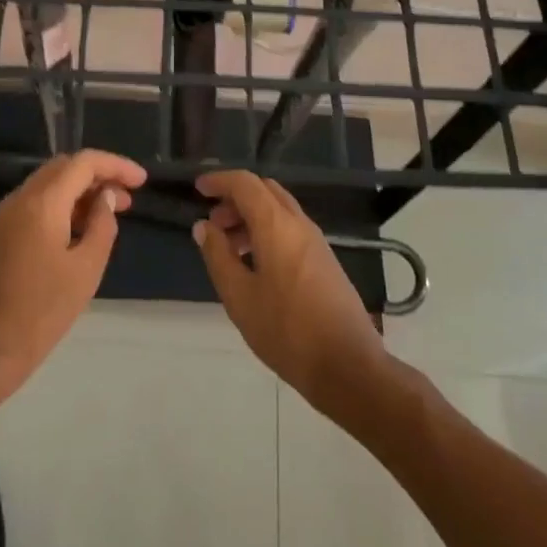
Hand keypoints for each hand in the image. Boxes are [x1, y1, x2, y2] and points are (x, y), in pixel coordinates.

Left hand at [0, 150, 147, 405]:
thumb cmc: (38, 314)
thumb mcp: (85, 271)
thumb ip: (102, 227)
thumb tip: (105, 199)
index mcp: (42, 202)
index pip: (84, 162)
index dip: (116, 165)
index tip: (142, 181)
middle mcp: (20, 199)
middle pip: (64, 168)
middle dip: (98, 176)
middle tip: (127, 199)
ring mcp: (4, 217)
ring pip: (48, 186)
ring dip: (80, 192)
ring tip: (108, 216)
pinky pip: (35, 206)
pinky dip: (62, 207)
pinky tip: (78, 233)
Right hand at [193, 171, 390, 410]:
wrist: (348, 366)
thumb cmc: (286, 330)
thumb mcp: (240, 297)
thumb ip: (218, 256)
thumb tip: (203, 226)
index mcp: (276, 224)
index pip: (245, 183)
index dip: (220, 181)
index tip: (198, 189)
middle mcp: (299, 223)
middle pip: (264, 190)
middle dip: (235, 198)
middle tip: (213, 223)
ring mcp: (316, 241)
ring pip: (278, 209)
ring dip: (251, 216)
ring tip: (229, 248)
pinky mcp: (324, 260)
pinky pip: (290, 228)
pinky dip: (267, 231)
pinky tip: (255, 265)